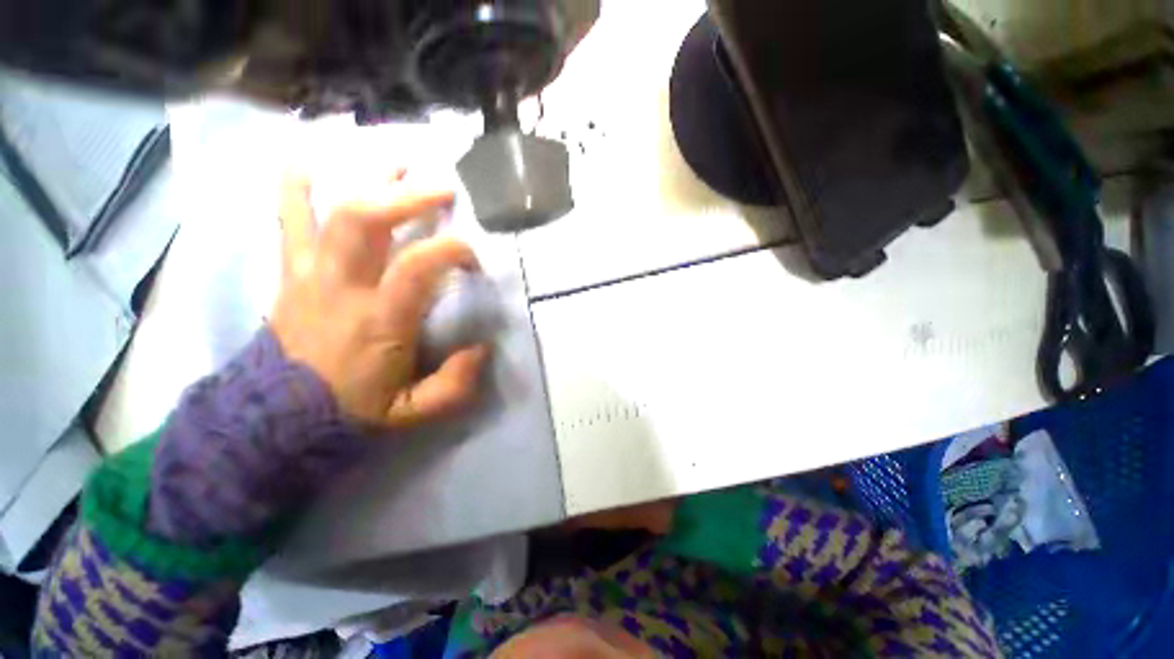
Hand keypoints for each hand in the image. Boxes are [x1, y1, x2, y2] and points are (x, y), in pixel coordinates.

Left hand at [271, 173, 489, 429]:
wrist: (277, 416)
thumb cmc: (352, 409)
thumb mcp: (412, 411)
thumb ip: (454, 385)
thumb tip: (482, 348)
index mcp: (377, 320)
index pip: (416, 266)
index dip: (451, 249)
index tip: (474, 257)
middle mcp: (341, 286)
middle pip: (365, 220)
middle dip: (407, 196)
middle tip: (443, 188)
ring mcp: (309, 273)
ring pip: (328, 210)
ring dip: (365, 181)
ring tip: (395, 162)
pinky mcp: (292, 272)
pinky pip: (288, 220)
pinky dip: (295, 188)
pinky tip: (307, 162)